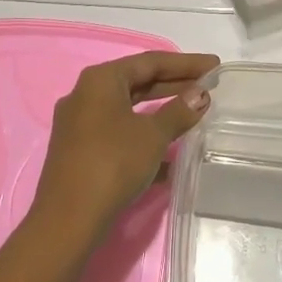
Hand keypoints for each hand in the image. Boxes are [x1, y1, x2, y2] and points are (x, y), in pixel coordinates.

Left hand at [29, 51, 218, 240]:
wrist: (68, 220)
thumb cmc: (112, 164)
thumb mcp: (152, 136)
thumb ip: (178, 112)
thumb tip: (200, 95)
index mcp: (100, 80)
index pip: (150, 62)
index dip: (186, 63)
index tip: (214, 65)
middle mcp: (86, 95)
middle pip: (138, 83)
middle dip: (174, 84)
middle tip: (208, 86)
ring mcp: (80, 124)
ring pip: (128, 109)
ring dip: (161, 112)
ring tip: (194, 115)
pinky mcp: (80, 151)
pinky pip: (119, 134)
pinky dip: (144, 137)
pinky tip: (172, 157)